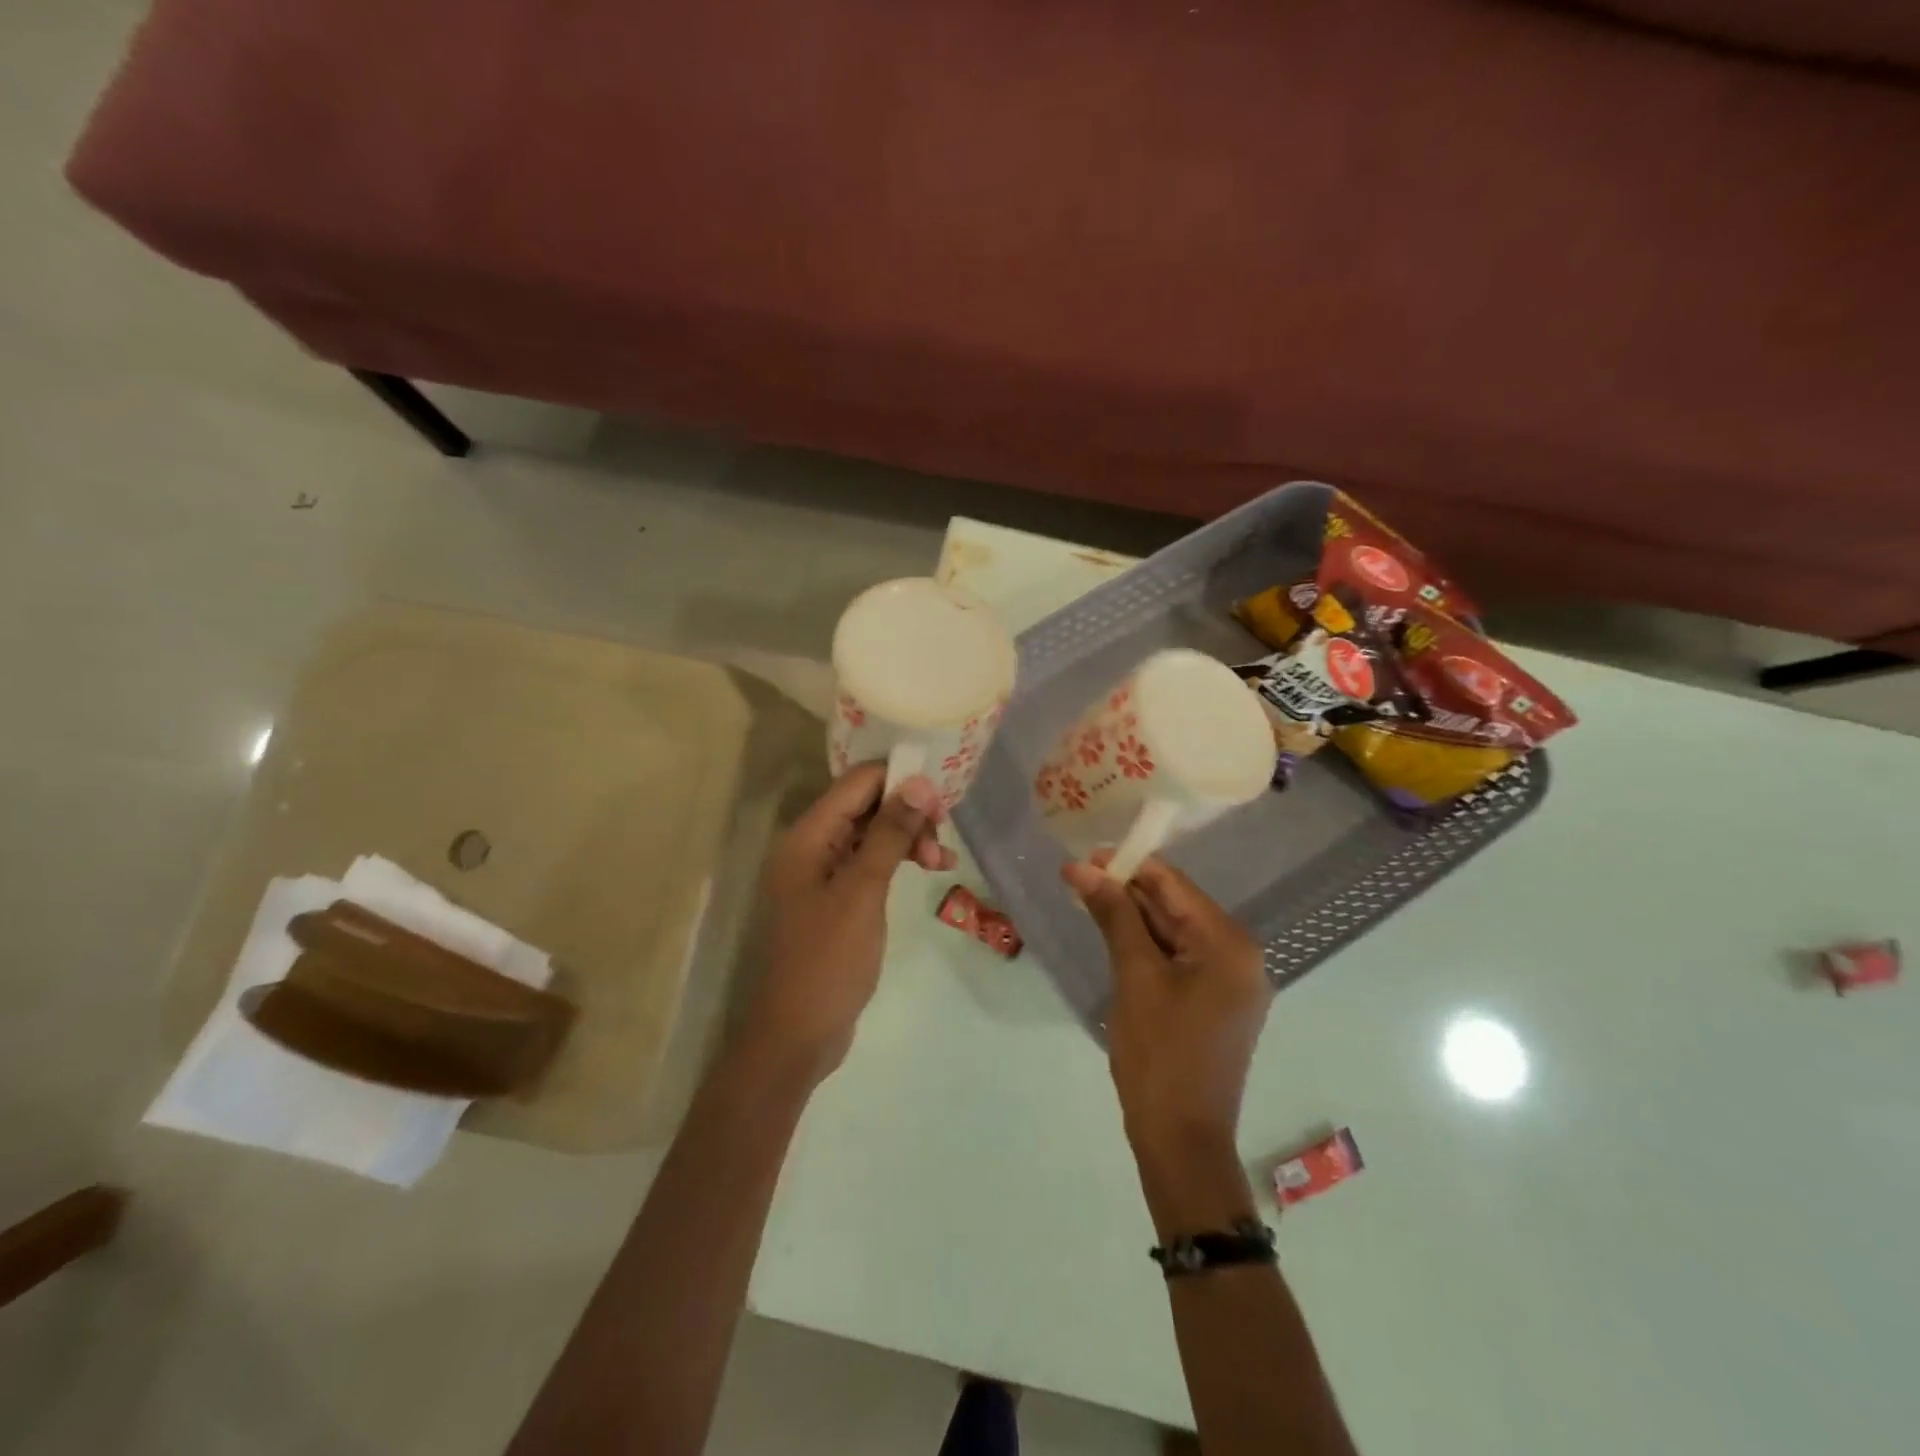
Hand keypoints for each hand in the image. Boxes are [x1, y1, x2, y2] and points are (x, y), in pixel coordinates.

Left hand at [740, 764, 953, 1085]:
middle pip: (864, 806)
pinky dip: (896, 863)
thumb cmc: (827, 960)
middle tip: (943, 838)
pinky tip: (927, 872)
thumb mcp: (863, 891)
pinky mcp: (833, 899)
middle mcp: (809, 846)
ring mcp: (820, 874)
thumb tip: (918, 782)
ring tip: (942, 864)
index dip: (900, 780)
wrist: (796, 1035)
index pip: (857, 782)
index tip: (942, 799)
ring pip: (870, 835)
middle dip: (907, 814)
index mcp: (806, 836)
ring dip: (906, 840)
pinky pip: (867, 864)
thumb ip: (889, 833)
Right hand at [1063, 854, 1269, 1156]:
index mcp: (1230, 944)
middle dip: (1127, 891)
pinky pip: (1178, 958)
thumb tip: (1082, 867)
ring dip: (1132, 917)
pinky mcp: (1216, 1001)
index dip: (1129, 865)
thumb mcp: (1134, 977)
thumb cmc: (1159, 1055)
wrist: (1181, 1141)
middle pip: (1176, 906)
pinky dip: (1146, 945)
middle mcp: (1240, 955)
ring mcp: (1231, 980)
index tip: (1084, 856)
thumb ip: (1114, 915)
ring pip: (1174, 931)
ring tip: (1086, 901)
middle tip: (1077, 879)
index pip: (1174, 885)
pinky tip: (1112, 936)